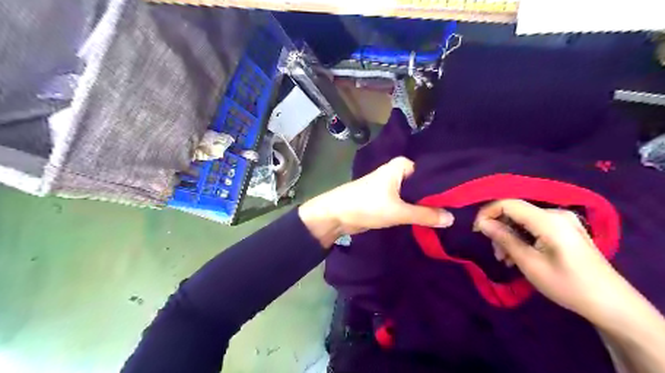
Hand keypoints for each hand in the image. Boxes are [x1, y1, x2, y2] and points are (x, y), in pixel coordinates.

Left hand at [299, 155, 454, 247]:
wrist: (337, 215)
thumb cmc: (367, 205)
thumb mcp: (399, 211)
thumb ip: (426, 215)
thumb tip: (452, 218)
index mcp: (402, 166)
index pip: (431, 173)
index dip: (446, 187)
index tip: (464, 199)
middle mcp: (398, 173)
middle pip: (423, 186)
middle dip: (436, 198)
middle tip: (459, 211)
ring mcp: (392, 186)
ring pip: (415, 196)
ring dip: (426, 206)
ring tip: (449, 216)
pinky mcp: (387, 199)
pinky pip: (406, 203)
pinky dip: (415, 210)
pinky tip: (430, 219)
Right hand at [475, 200, 620, 318]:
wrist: (611, 304)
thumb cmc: (567, 285)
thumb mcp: (529, 263)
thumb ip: (504, 238)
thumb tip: (482, 223)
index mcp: (549, 220)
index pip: (508, 203)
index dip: (487, 213)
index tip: (476, 231)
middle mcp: (556, 213)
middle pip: (515, 212)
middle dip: (499, 228)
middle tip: (495, 253)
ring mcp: (563, 221)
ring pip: (523, 220)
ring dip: (509, 236)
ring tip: (506, 258)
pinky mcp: (565, 229)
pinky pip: (535, 226)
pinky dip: (522, 238)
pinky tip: (519, 255)